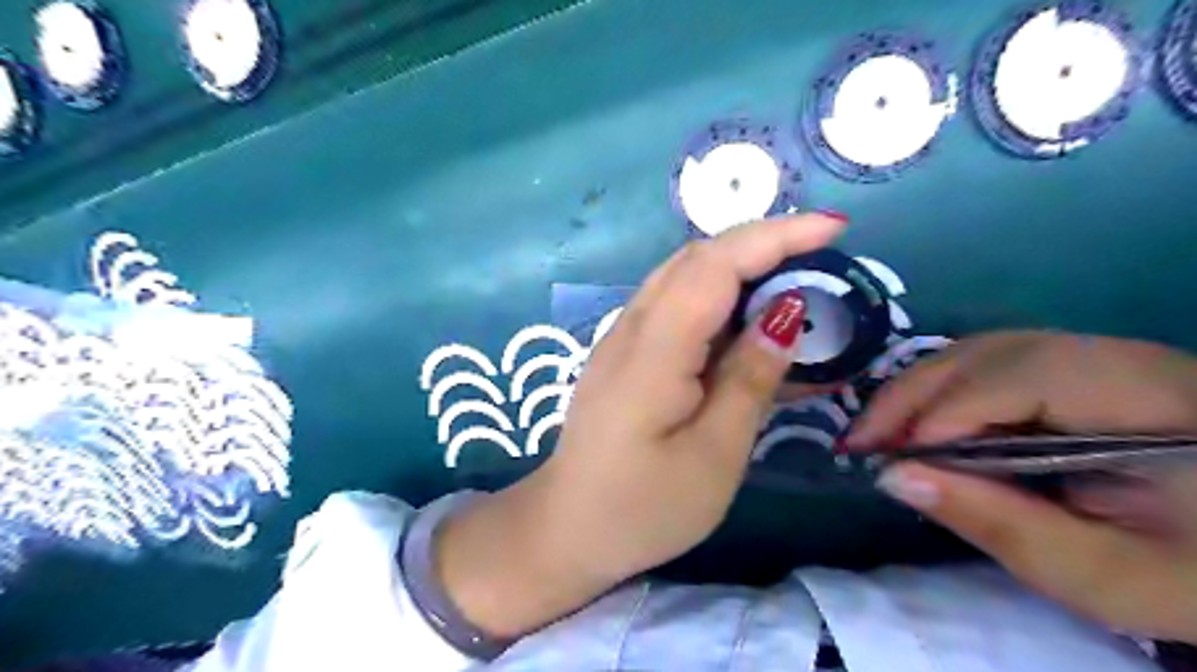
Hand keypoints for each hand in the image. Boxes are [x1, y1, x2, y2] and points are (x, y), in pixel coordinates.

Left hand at [435, 214, 845, 638]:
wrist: (567, 529)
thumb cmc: (643, 506)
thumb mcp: (714, 454)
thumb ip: (749, 379)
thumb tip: (785, 314)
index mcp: (655, 349)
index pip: (716, 265)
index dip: (775, 237)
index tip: (833, 228)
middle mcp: (631, 328)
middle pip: (696, 259)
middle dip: (760, 243)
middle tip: (820, 255)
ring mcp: (622, 339)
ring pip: (682, 277)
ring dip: (738, 266)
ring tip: (792, 279)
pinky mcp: (623, 354)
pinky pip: (673, 306)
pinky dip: (716, 297)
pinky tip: (745, 321)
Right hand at [844, 334, 1195, 642]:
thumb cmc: (1190, 572)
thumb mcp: (1103, 576)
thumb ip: (998, 524)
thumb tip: (892, 477)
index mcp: (1150, 399)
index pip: (1023, 378)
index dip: (947, 412)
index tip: (890, 460)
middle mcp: (1117, 356)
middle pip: (987, 353)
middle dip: (912, 396)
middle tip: (859, 442)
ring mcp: (1095, 355)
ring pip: (979, 351)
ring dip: (918, 391)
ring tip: (880, 434)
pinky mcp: (1075, 368)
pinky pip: (988, 364)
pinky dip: (941, 391)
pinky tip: (921, 423)